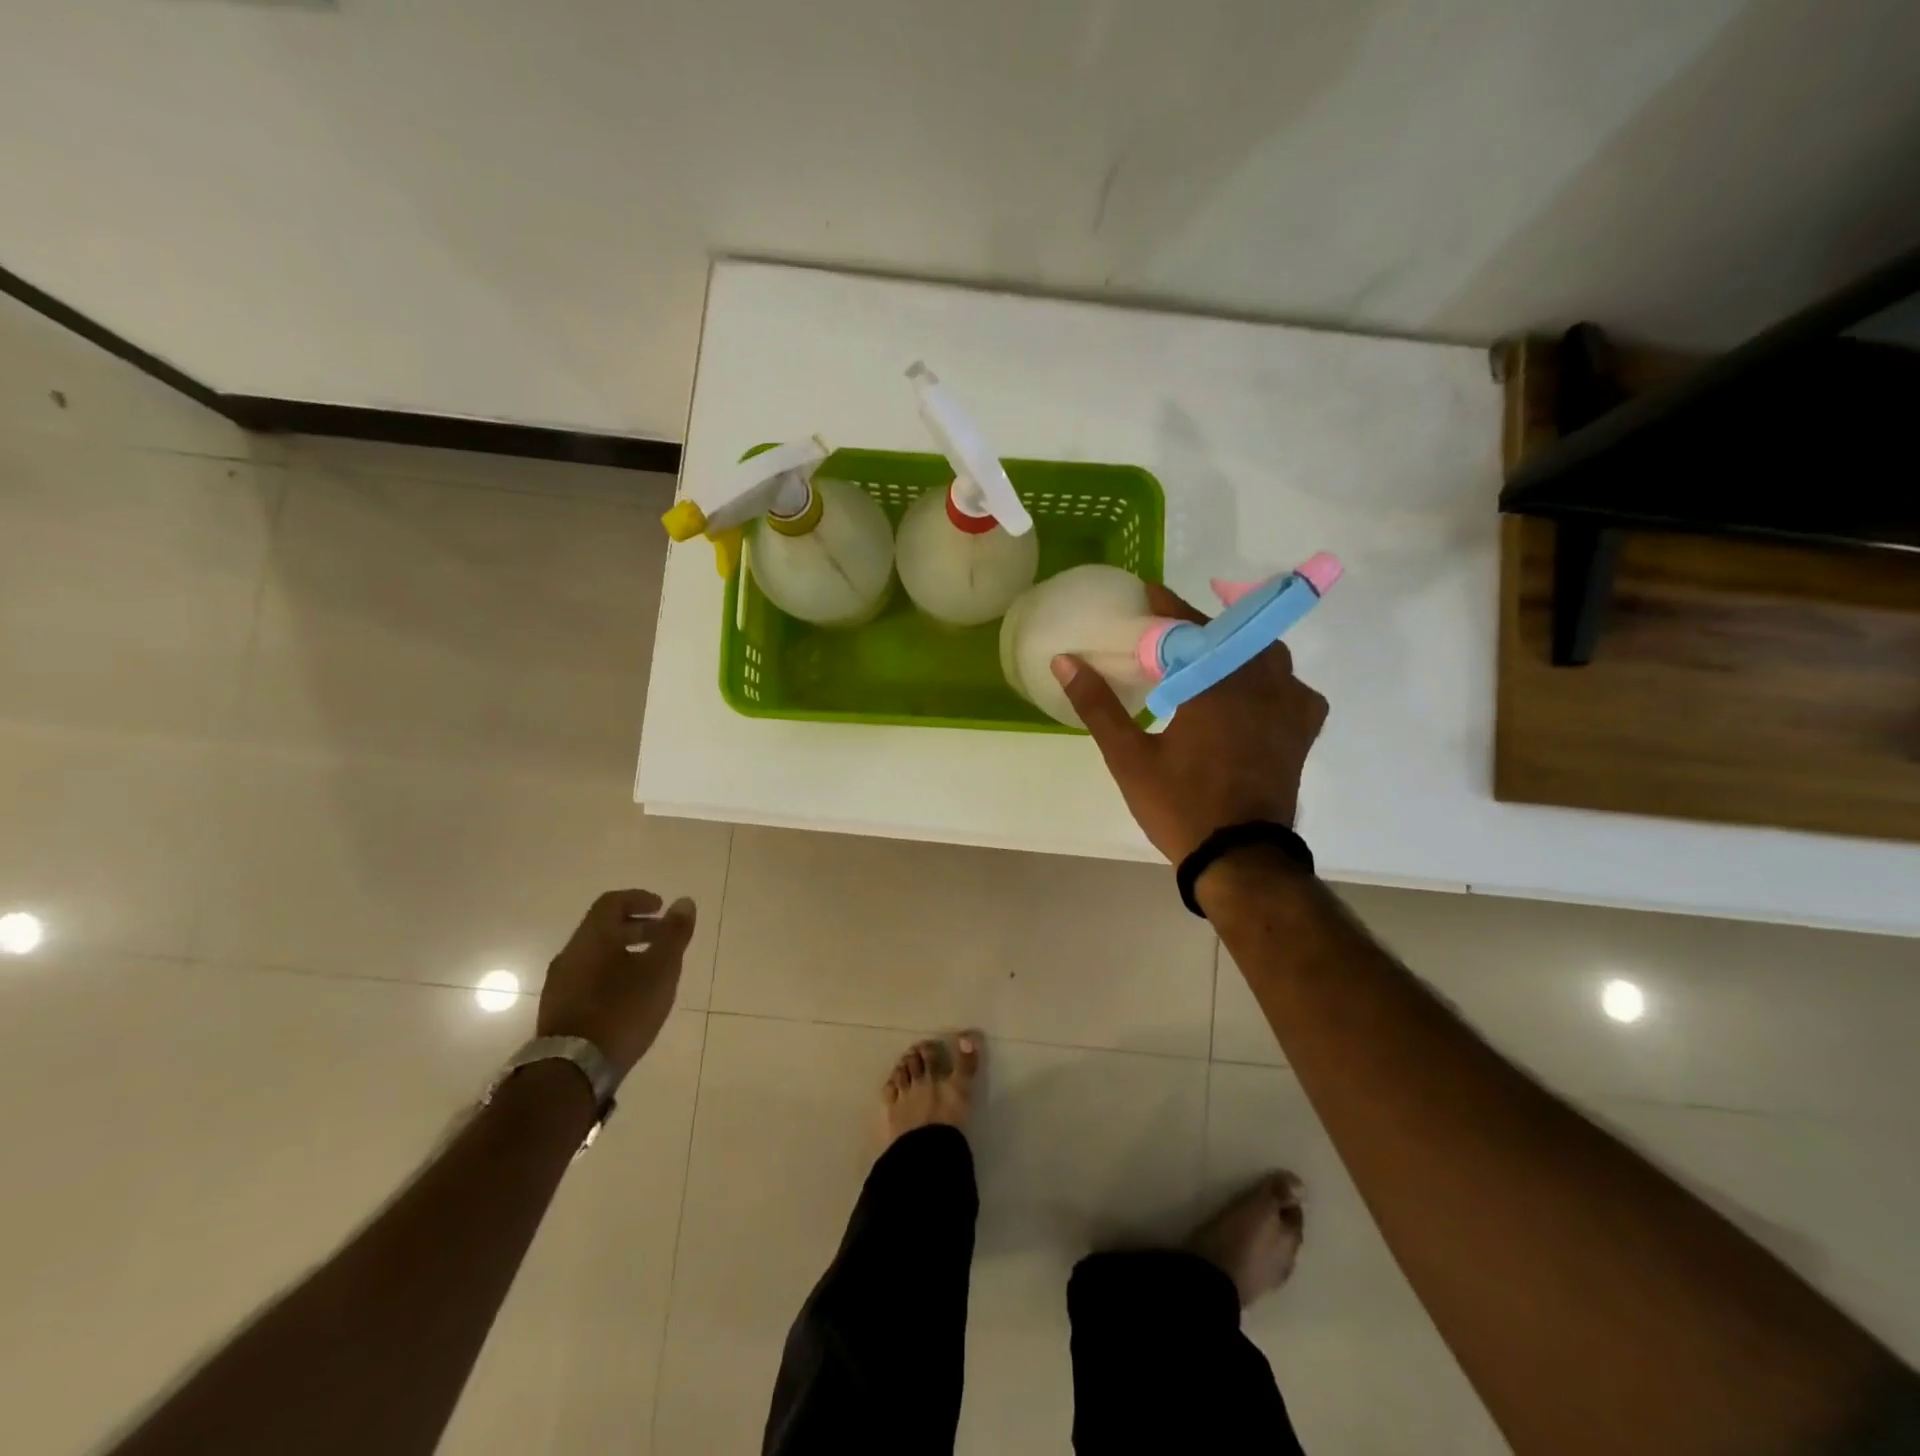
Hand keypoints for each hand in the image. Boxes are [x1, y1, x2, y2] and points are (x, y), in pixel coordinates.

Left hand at [538, 890, 696, 1077]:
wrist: (573, 1069)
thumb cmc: (622, 1010)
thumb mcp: (660, 969)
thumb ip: (674, 934)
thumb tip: (683, 902)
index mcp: (593, 938)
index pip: (612, 902)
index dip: (639, 899)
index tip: (662, 907)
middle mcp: (571, 954)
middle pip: (604, 928)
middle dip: (637, 927)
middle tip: (664, 937)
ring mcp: (560, 983)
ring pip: (596, 954)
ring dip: (625, 951)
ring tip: (652, 968)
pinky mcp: (559, 1009)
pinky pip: (588, 976)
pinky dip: (612, 972)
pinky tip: (630, 994)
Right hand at [1051, 583, 1327, 863]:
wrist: (1239, 857)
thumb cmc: (1180, 805)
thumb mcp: (1128, 756)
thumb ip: (1097, 705)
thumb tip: (1064, 660)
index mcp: (1215, 684)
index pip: (1189, 629)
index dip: (1167, 608)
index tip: (1149, 592)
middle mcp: (1259, 684)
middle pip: (1231, 635)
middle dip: (1202, 626)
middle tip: (1173, 629)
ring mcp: (1288, 706)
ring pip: (1266, 655)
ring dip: (1237, 646)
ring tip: (1211, 653)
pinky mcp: (1301, 730)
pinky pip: (1292, 686)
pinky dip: (1272, 678)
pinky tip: (1254, 691)